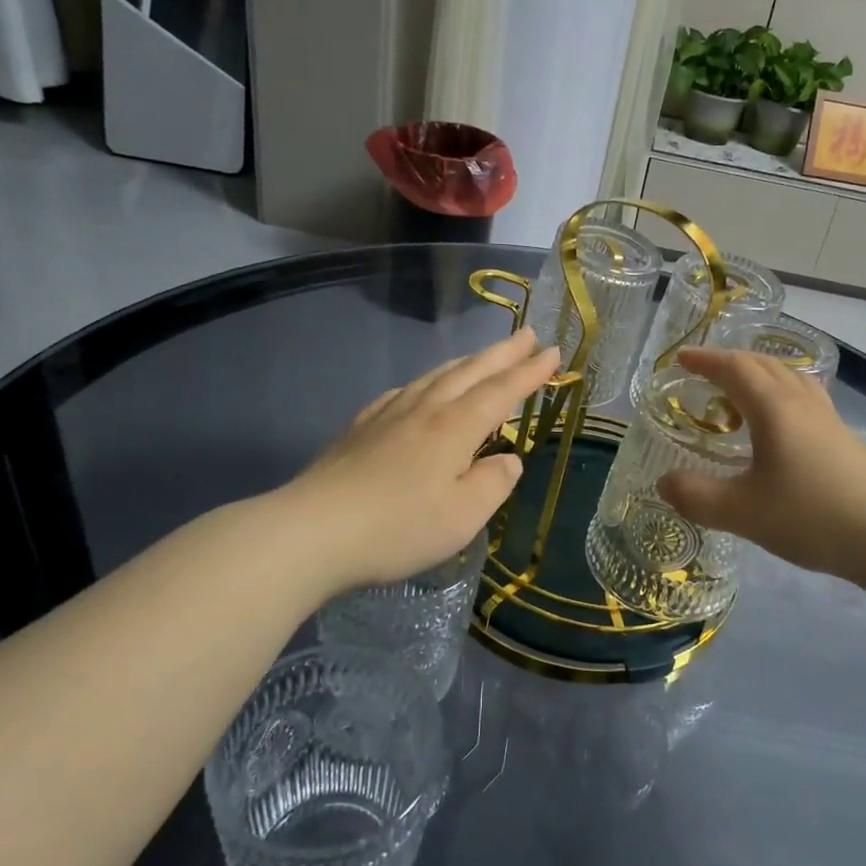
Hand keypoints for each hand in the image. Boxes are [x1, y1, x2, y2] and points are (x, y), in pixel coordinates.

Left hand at [284, 329, 559, 593]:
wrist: (312, 531)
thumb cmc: (397, 528)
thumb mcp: (463, 517)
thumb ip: (493, 484)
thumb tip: (507, 460)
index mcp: (455, 428)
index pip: (501, 392)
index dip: (530, 372)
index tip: (554, 352)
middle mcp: (424, 410)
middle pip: (470, 372)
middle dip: (503, 353)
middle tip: (529, 334)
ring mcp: (388, 415)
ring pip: (436, 376)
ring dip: (467, 362)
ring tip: (485, 355)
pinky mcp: (360, 428)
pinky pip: (404, 391)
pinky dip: (426, 381)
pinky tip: (422, 388)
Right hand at [656, 346, 865, 589]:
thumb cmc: (811, 515)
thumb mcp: (742, 512)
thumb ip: (697, 497)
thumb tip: (663, 483)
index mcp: (773, 407)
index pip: (734, 368)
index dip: (705, 360)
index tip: (681, 359)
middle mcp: (800, 402)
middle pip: (763, 364)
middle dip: (730, 361)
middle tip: (704, 372)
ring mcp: (826, 418)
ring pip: (788, 378)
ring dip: (758, 374)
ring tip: (739, 392)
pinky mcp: (842, 438)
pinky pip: (803, 397)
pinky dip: (779, 394)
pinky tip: (779, 424)